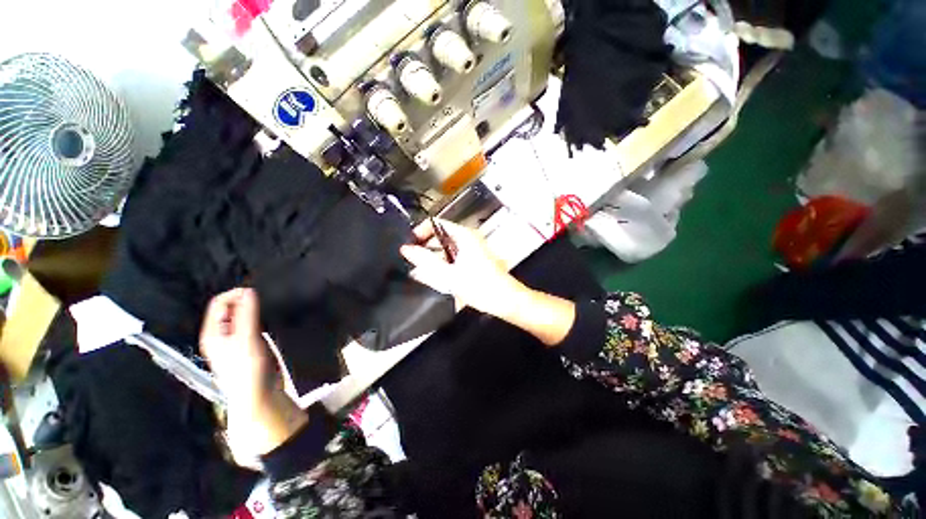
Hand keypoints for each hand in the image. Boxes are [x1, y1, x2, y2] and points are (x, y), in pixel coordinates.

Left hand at [200, 288, 306, 455]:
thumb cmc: (248, 367)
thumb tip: (248, 290)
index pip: (219, 303)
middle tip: (263, 298)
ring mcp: (235, 341)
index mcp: (213, 332)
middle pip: (229, 309)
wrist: (259, 394)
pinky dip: (258, 318)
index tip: (255, 291)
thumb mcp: (247, 338)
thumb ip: (247, 314)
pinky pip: (251, 325)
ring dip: (252, 309)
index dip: (235, 294)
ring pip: (241, 317)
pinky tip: (268, 320)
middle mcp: (221, 335)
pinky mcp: (248, 346)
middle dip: (244, 300)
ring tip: (266, 307)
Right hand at [401, 220, 576, 345]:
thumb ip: (426, 260)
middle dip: (425, 245)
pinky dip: (443, 262)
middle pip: (440, 235)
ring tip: (420, 268)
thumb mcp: (449, 274)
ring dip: (433, 255)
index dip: (420, 231)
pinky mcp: (473, 259)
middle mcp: (468, 238)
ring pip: (446, 247)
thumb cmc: (480, 286)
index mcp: (464, 236)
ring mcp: (472, 249)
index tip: (409, 244)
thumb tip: (406, 249)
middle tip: (411, 258)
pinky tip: (435, 274)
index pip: (436, 223)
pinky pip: (453, 255)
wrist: (505, 300)